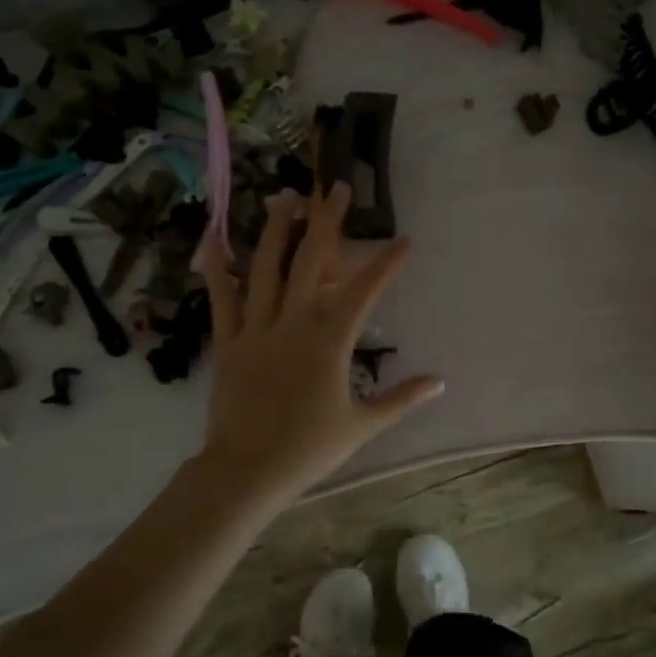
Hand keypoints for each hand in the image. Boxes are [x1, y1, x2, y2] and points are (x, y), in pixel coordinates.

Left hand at [196, 182, 442, 506]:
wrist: (248, 470)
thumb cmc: (310, 448)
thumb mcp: (364, 425)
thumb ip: (402, 398)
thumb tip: (440, 382)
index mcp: (330, 340)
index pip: (366, 291)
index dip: (387, 263)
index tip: (405, 240)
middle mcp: (294, 322)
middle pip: (313, 261)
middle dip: (328, 221)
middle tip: (336, 187)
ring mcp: (257, 328)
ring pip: (267, 268)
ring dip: (278, 228)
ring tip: (286, 196)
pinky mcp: (228, 342)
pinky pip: (223, 299)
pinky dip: (218, 268)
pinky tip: (215, 239)